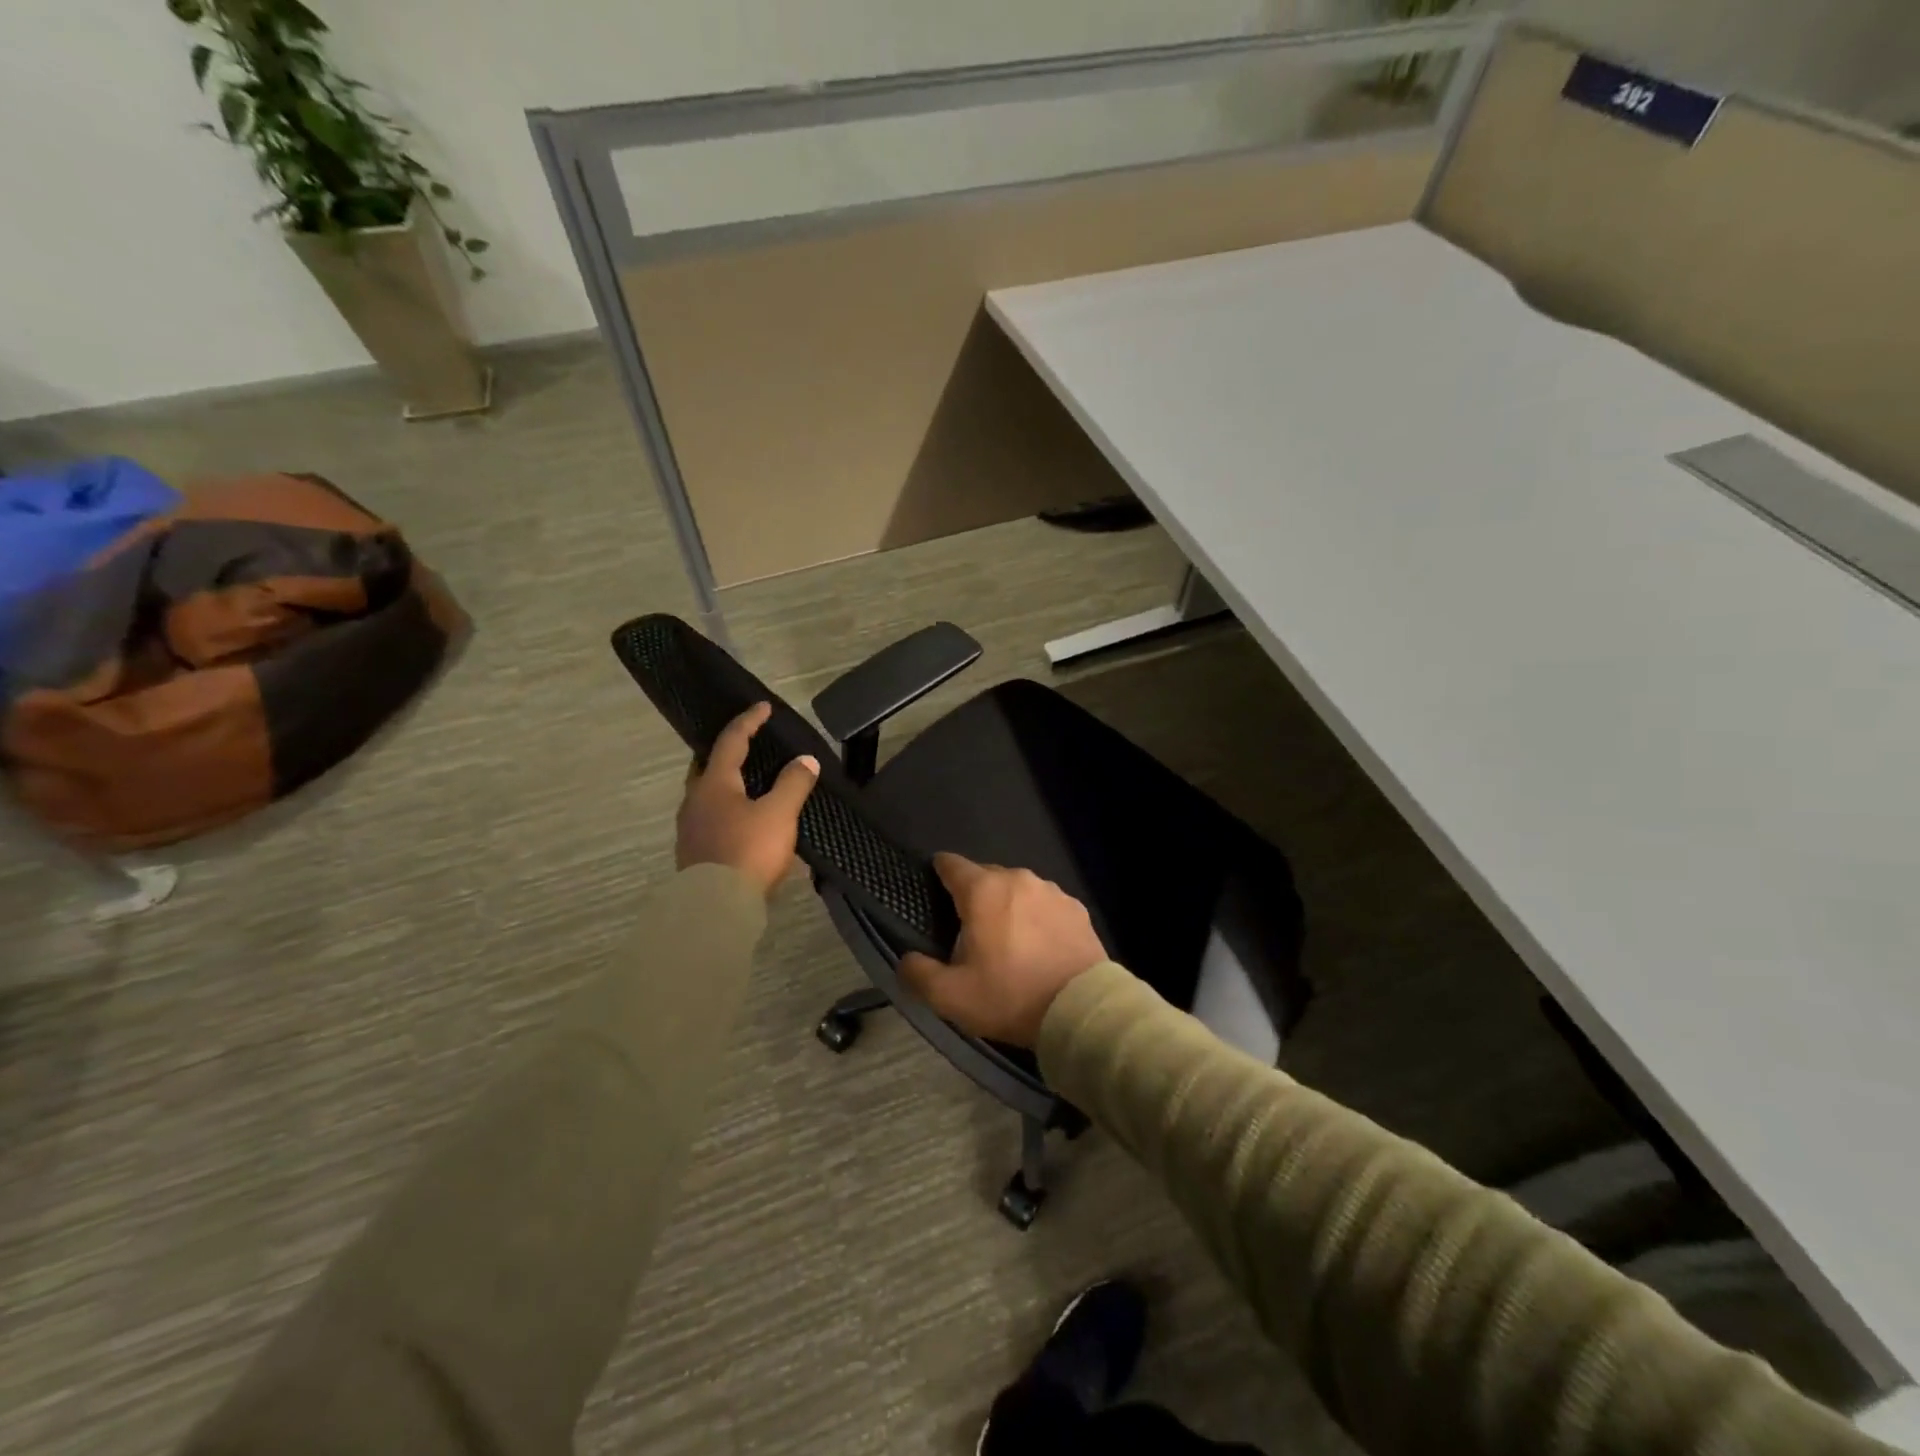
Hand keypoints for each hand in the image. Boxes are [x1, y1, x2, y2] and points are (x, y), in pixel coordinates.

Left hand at [676, 702, 818, 897]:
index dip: (749, 721)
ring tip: (749, 785)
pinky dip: (726, 810)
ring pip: (706, 795)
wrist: (715, 907)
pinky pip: (710, 819)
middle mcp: (695, 800)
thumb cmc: (747, 851)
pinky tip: (743, 823)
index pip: (731, 741)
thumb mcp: (779, 814)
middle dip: (726, 753)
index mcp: (714, 783)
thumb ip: (793, 784)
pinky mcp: (694, 853)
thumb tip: (805, 759)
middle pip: (707, 766)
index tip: (764, 707)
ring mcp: (690, 828)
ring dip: (725, 784)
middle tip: (745, 745)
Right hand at [899, 854, 1108, 1046]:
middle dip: (974, 896)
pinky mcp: (1077, 908)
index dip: (939, 871)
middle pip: (986, 876)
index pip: (952, 864)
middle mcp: (1018, 879)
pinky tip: (1038, 945)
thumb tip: (907, 959)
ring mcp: (1052, 891)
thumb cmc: (1011, 996)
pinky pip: (1045, 905)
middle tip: (969, 930)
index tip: (934, 885)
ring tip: (1007, 940)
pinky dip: (1037, 917)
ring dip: (1008, 906)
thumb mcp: (951, 996)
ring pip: (1018, 890)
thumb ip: (919, 973)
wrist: (1081, 1009)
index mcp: (983, 891)